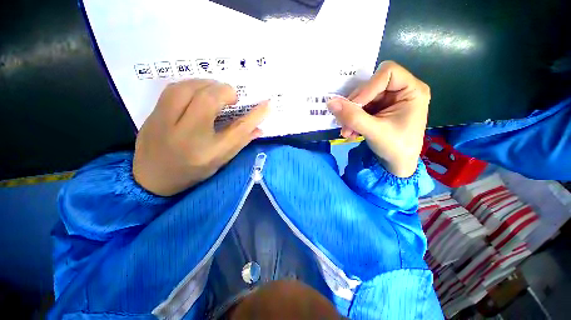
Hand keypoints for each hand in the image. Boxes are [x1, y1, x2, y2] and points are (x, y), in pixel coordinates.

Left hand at [133, 80, 268, 195]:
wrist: (152, 178)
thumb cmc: (192, 172)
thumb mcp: (221, 161)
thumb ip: (240, 142)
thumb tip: (259, 128)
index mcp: (208, 153)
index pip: (238, 130)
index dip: (256, 115)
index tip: (268, 104)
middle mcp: (187, 137)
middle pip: (208, 101)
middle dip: (225, 91)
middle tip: (232, 97)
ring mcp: (164, 124)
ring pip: (187, 88)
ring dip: (207, 84)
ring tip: (216, 91)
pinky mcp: (152, 116)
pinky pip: (173, 89)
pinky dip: (191, 85)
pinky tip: (198, 91)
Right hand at [327, 61, 429, 176]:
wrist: (396, 165)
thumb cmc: (395, 148)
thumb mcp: (374, 131)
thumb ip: (352, 116)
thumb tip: (330, 102)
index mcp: (412, 90)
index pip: (387, 72)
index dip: (368, 87)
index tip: (354, 105)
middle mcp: (400, 91)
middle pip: (370, 86)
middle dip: (355, 106)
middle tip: (345, 123)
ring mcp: (388, 101)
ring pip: (362, 99)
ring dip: (351, 116)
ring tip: (346, 132)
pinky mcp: (378, 110)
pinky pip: (360, 109)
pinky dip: (352, 120)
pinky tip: (350, 133)